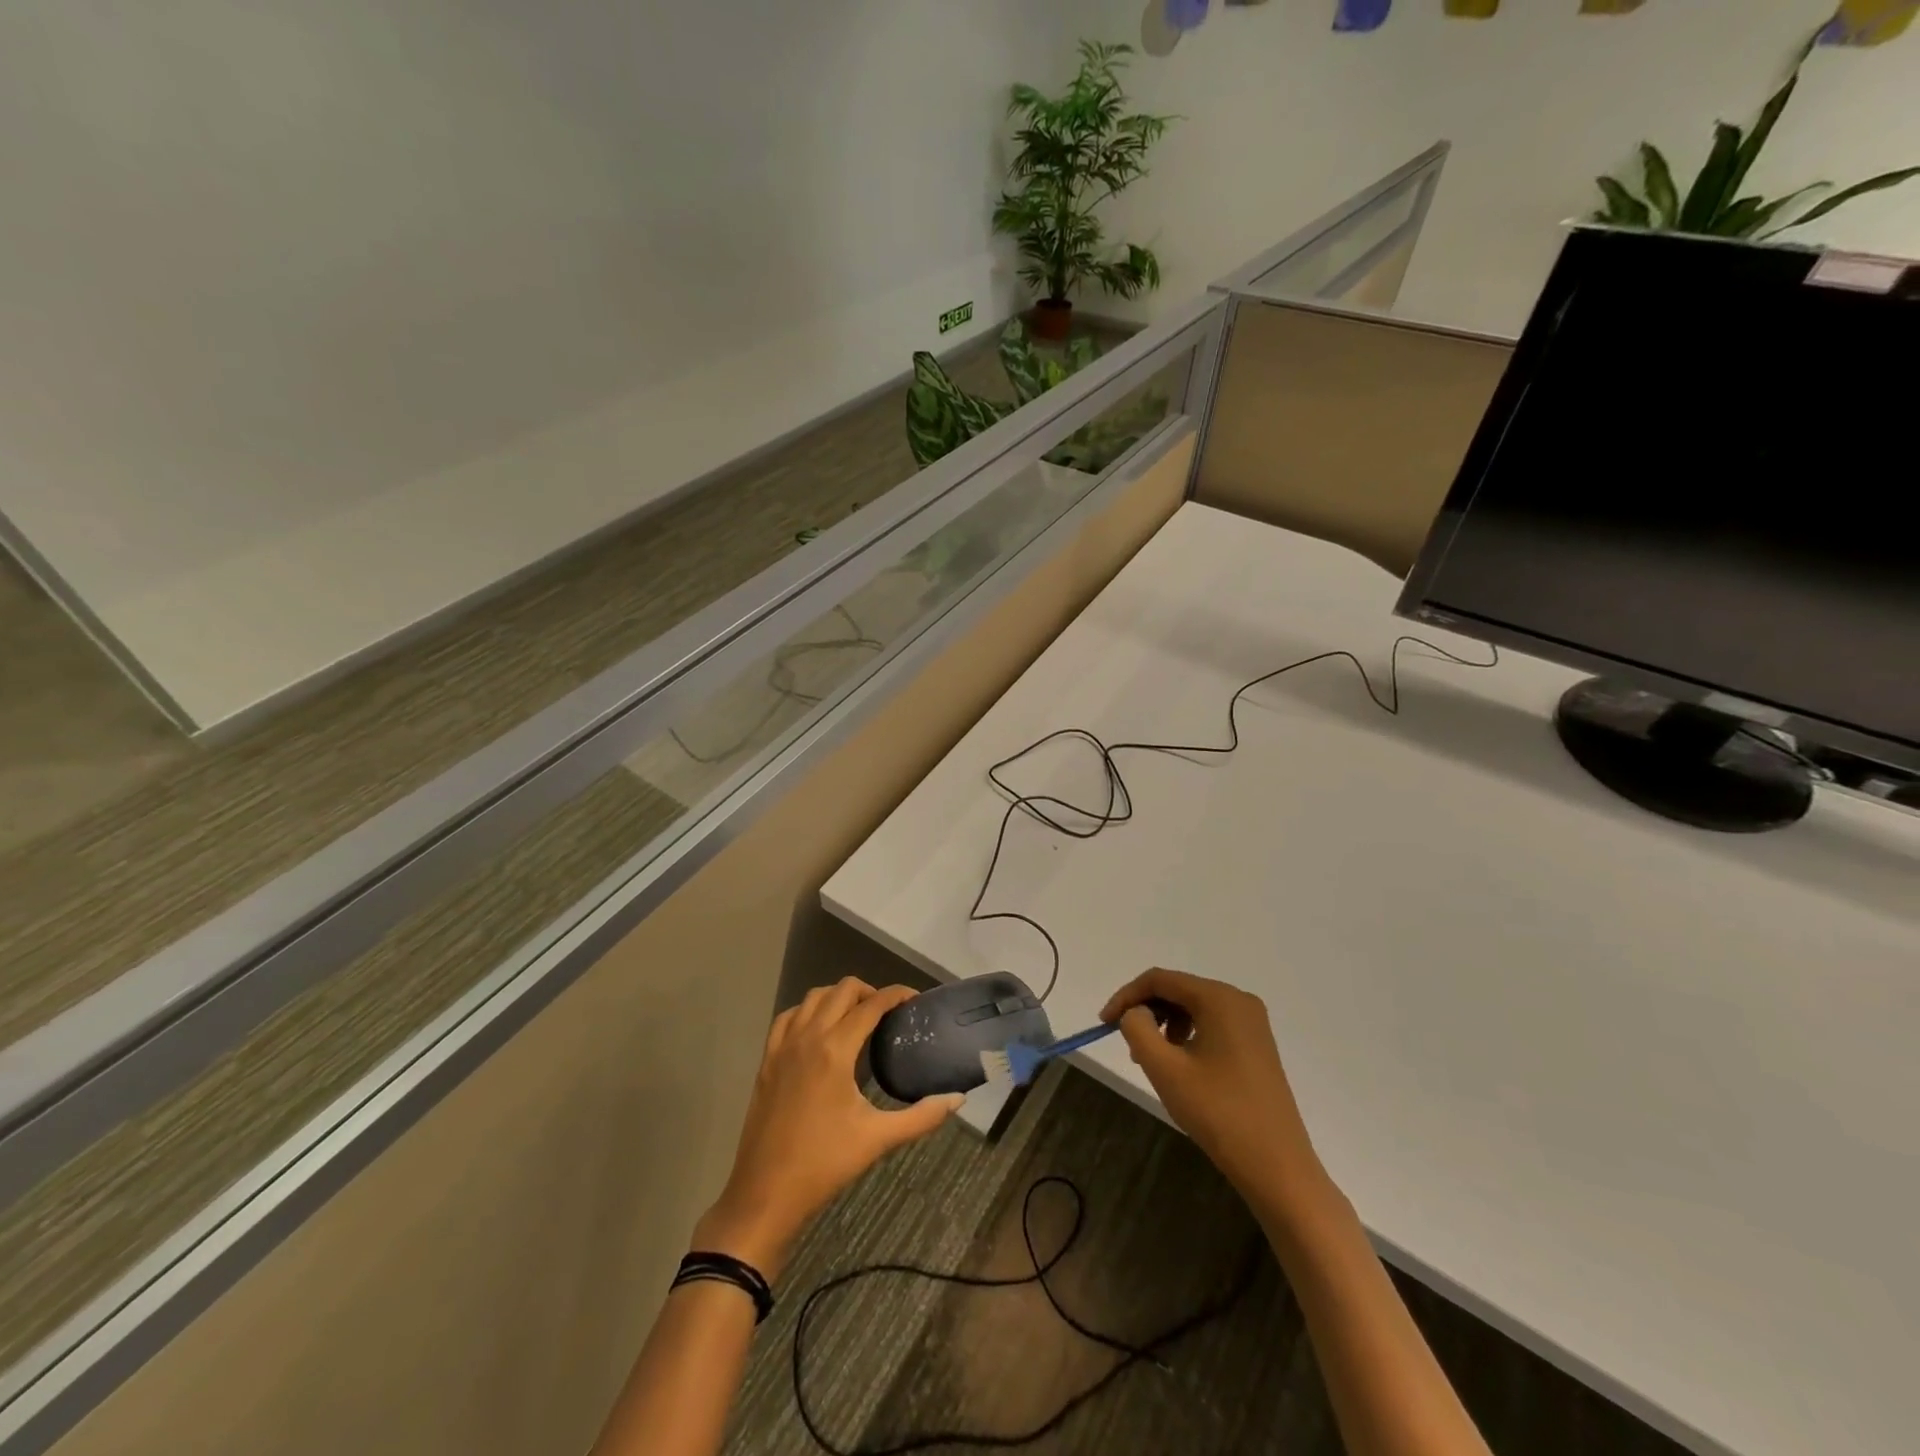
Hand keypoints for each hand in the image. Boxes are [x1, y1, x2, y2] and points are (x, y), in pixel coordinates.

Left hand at [692, 979, 962, 1281]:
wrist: (766, 1193)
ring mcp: (783, 1046)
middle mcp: (808, 1037)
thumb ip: (922, 1117)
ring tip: (857, 1017)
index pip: (871, 1004)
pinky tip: (819, 1029)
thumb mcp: (878, 1139)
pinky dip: (808, 1011)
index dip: (896, 994)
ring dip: (838, 997)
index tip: (914, 999)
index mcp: (835, 1050)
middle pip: (842, 990)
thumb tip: (958, 1099)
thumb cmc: (824, 1164)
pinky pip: (788, 1017)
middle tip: (888, 1013)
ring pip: (813, 997)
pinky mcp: (767, 1060)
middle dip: (869, 992)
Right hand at [1102, 967, 1332, 1218]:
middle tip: (1126, 1044)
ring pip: (1194, 1008)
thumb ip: (1138, 1028)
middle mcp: (1239, 1000)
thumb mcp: (1165, 1069)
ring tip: (1151, 1060)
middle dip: (1147, 1011)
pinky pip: (1211, 1025)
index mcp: (1219, 998)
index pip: (1160, 980)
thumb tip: (1135, 1013)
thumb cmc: (1218, 1113)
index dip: (1126, 996)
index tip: (1104, 1023)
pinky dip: (1187, 1036)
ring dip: (1165, 1025)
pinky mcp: (1256, 1045)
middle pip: (1178, 990)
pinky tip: (1179, 1066)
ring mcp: (1252, 1023)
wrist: (1278, 1167)